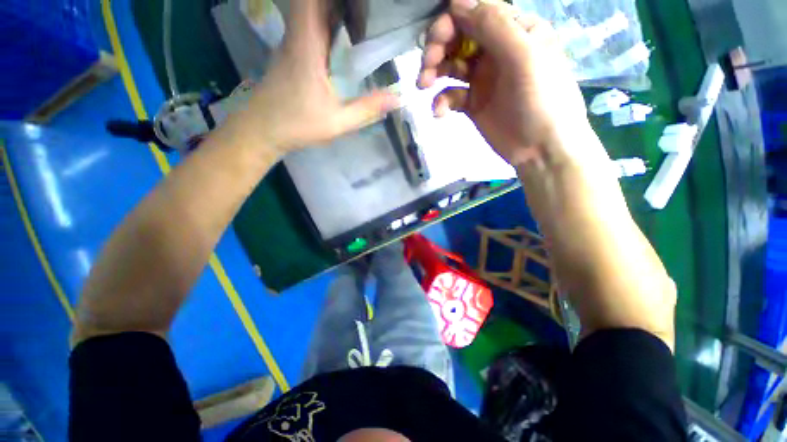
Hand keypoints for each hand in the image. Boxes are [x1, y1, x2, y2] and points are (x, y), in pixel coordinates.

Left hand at [229, 0, 399, 155]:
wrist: (262, 129)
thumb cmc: (298, 124)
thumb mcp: (338, 122)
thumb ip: (368, 109)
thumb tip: (398, 98)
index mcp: (307, 45)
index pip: (312, 0)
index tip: (360, 3)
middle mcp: (298, 36)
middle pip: (314, 2)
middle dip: (341, 4)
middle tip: (368, 13)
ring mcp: (292, 43)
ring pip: (311, 11)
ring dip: (335, 10)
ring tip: (362, 21)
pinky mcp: (291, 52)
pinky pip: (310, 25)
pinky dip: (327, 23)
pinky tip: (344, 37)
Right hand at [419, 0, 593, 167]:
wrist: (540, 149)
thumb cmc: (541, 100)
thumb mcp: (524, 57)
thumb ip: (493, 25)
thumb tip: (456, 1)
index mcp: (513, 31)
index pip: (474, 13)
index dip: (451, 22)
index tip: (435, 41)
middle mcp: (495, 50)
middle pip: (458, 38)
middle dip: (437, 48)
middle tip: (426, 67)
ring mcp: (482, 78)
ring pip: (450, 65)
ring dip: (433, 72)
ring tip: (423, 86)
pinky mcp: (472, 103)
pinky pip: (451, 95)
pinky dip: (441, 101)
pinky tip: (439, 112)